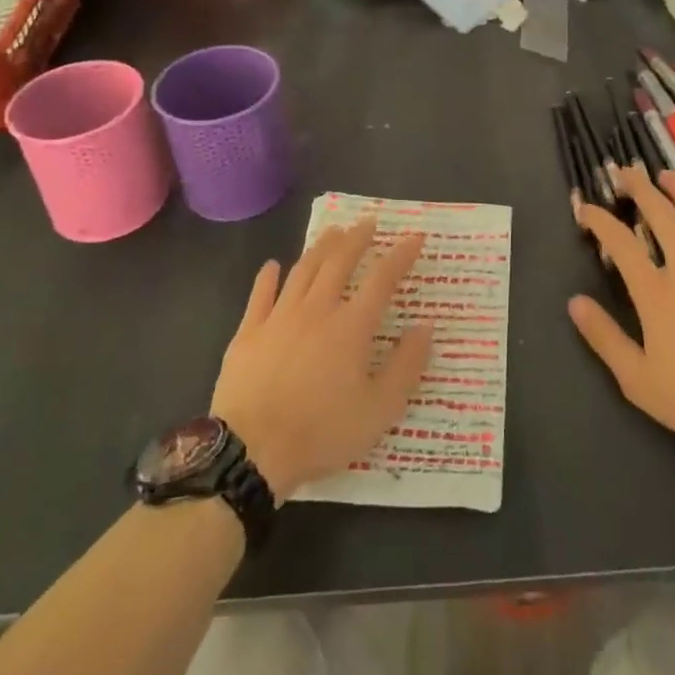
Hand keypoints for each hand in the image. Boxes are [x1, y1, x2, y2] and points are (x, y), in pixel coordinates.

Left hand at [211, 220, 433, 498]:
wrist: (252, 451)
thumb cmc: (322, 432)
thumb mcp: (379, 410)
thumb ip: (406, 366)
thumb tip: (425, 327)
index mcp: (351, 326)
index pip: (382, 279)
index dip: (401, 255)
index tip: (415, 237)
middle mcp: (317, 309)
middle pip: (339, 262)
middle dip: (357, 238)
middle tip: (368, 222)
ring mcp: (279, 317)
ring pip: (303, 270)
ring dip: (320, 247)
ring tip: (333, 232)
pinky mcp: (248, 332)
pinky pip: (260, 294)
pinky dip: (268, 276)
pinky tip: (273, 266)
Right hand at [568, 164, 674, 453]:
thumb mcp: (638, 380)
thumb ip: (605, 338)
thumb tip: (574, 303)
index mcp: (657, 294)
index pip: (621, 243)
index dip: (600, 220)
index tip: (586, 208)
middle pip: (662, 215)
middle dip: (640, 188)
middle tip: (627, 172)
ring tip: (668, 176)